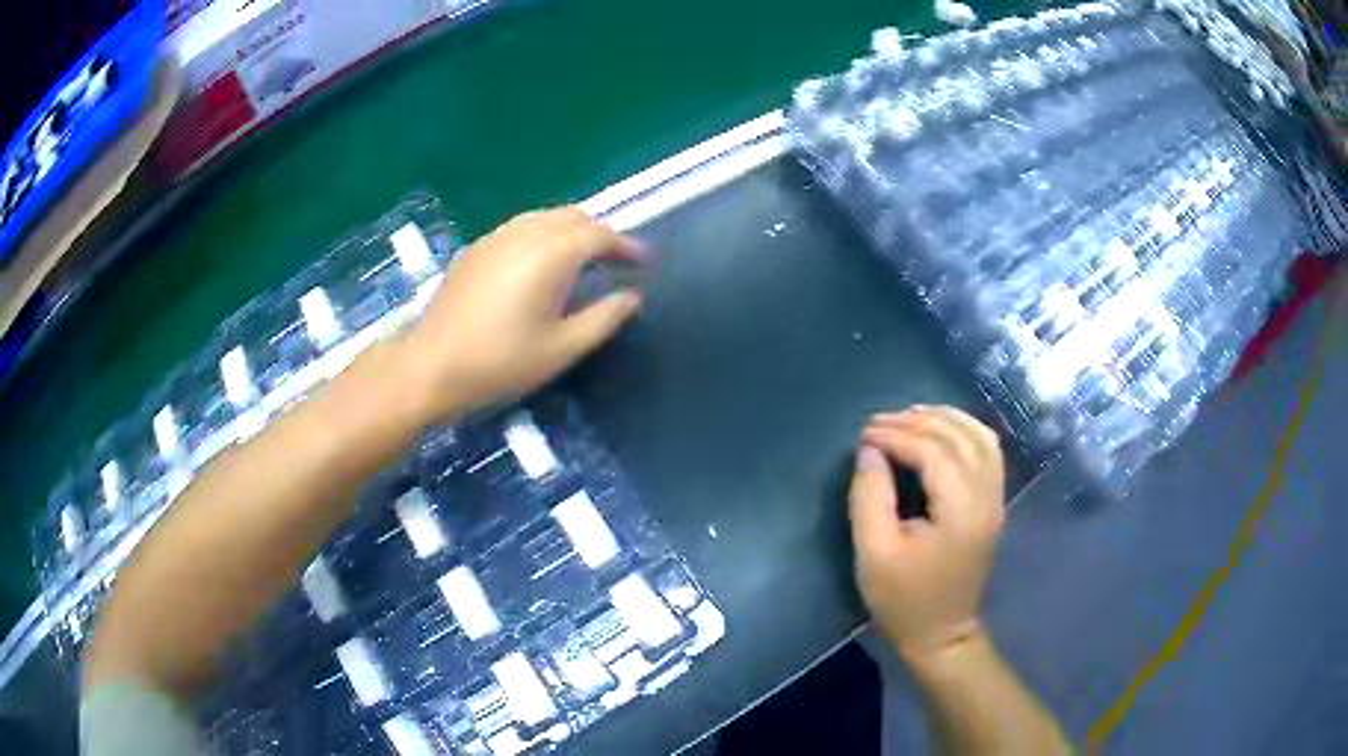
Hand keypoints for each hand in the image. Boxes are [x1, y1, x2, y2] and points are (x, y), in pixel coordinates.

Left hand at [403, 207, 643, 416]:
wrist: (432, 366)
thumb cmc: (502, 362)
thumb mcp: (563, 348)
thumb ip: (604, 318)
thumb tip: (632, 297)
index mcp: (552, 253)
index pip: (600, 235)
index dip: (626, 245)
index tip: (644, 261)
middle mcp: (525, 233)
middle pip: (573, 217)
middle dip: (599, 233)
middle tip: (615, 260)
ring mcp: (496, 237)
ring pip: (544, 217)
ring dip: (570, 230)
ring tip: (582, 259)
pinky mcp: (475, 249)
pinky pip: (520, 228)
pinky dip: (542, 236)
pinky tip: (539, 265)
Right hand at [848, 406, 1005, 662]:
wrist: (943, 634)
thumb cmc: (904, 600)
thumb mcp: (874, 554)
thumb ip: (870, 498)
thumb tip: (870, 452)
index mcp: (960, 511)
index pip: (934, 451)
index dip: (897, 436)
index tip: (864, 436)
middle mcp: (986, 496)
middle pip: (959, 437)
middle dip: (917, 421)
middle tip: (878, 424)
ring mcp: (995, 499)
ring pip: (980, 436)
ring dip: (945, 419)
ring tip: (909, 417)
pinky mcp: (994, 503)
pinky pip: (988, 450)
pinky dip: (964, 431)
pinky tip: (941, 431)